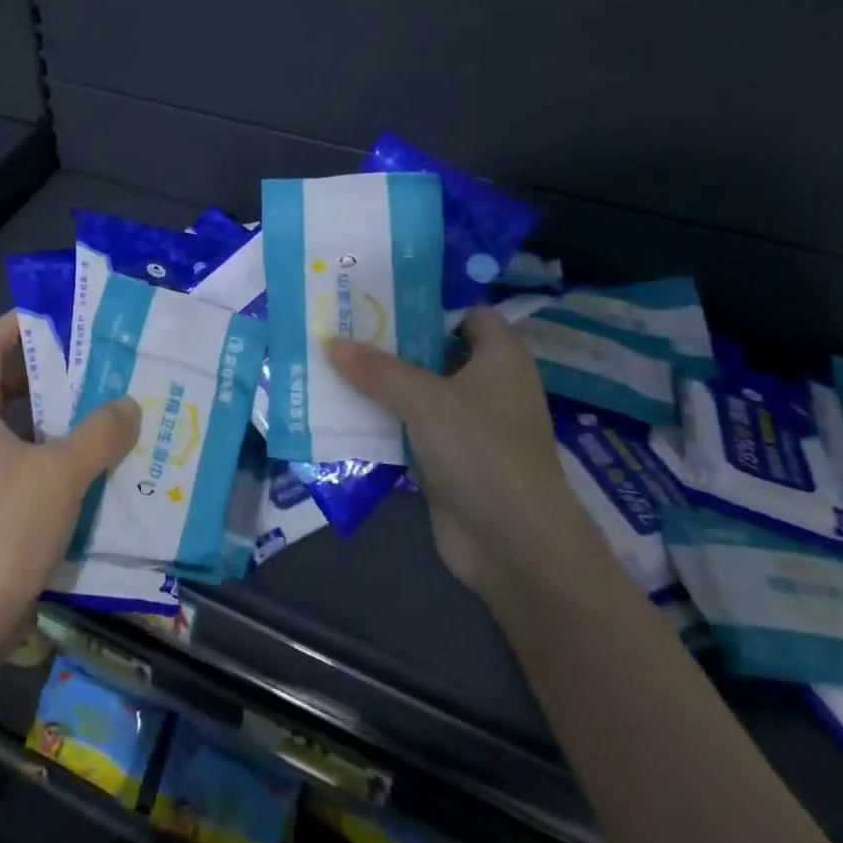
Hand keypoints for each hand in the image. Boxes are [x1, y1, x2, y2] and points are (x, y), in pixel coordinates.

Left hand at [0, 313, 141, 639]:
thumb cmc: (8, 529)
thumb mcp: (63, 473)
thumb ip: (99, 432)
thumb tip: (128, 405)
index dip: (14, 325)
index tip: (54, 313)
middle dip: (39, 366)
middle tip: (85, 357)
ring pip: (7, 420)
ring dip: (46, 407)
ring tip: (92, 400)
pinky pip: (13, 452)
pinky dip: (44, 442)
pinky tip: (82, 454)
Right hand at [326, 307, 580, 592]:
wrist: (514, 546)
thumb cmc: (482, 452)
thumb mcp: (427, 400)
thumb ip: (378, 370)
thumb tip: (331, 342)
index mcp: (499, 359)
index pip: (468, 314)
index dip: (429, 302)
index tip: (381, 296)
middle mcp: (484, 387)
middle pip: (433, 352)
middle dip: (389, 342)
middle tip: (340, 324)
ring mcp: (464, 427)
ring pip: (414, 393)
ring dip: (376, 384)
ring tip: (327, 360)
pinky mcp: (445, 461)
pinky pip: (405, 430)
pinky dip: (377, 422)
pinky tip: (337, 410)